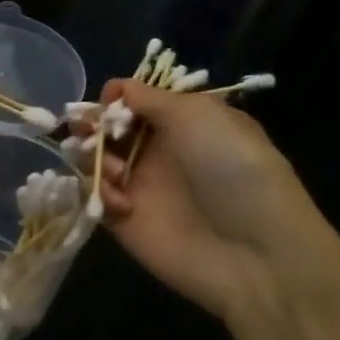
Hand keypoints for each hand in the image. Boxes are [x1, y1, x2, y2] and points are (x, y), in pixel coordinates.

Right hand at [87, 78, 339, 321]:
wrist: (251, 250)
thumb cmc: (231, 169)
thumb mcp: (198, 115)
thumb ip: (150, 98)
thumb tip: (117, 89)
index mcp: (182, 121)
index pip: (135, 101)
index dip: (116, 98)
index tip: (109, 102)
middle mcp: (157, 150)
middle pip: (107, 128)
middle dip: (93, 125)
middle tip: (88, 131)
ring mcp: (139, 186)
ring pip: (93, 160)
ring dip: (93, 158)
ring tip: (115, 172)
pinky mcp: (122, 220)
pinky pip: (93, 196)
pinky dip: (98, 192)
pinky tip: (121, 203)